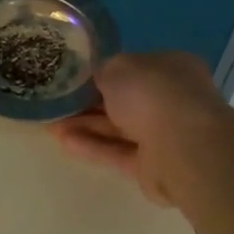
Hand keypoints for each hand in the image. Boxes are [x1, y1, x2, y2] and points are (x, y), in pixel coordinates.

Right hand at [49, 52, 233, 206]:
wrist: (182, 146)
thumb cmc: (152, 94)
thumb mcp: (117, 67)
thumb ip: (103, 71)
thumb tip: (97, 78)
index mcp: (170, 68)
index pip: (133, 69)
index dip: (102, 73)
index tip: (73, 78)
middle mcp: (171, 99)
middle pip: (124, 101)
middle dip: (88, 103)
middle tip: (56, 104)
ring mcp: (164, 135)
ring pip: (118, 128)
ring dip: (85, 126)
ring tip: (50, 125)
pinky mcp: (152, 166)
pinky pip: (117, 153)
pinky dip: (92, 147)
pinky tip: (63, 143)